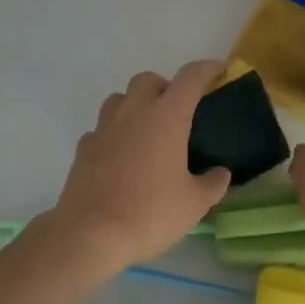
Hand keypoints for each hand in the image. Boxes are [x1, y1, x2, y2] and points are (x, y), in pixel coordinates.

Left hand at [46, 61, 232, 274]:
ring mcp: (104, 127)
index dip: (208, 69)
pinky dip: (115, 133)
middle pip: (149, 79)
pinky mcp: (84, 147)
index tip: (219, 71)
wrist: (90, 234)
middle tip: (179, 112)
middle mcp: (134, 112)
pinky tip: (122, 156)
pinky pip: (102, 128)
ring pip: (120, 98)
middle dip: (166, 87)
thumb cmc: (150, 213)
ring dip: (136, 104)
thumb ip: (213, 183)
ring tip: (148, 131)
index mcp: (167, 116)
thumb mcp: (194, 204)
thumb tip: (220, 173)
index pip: (191, 77)